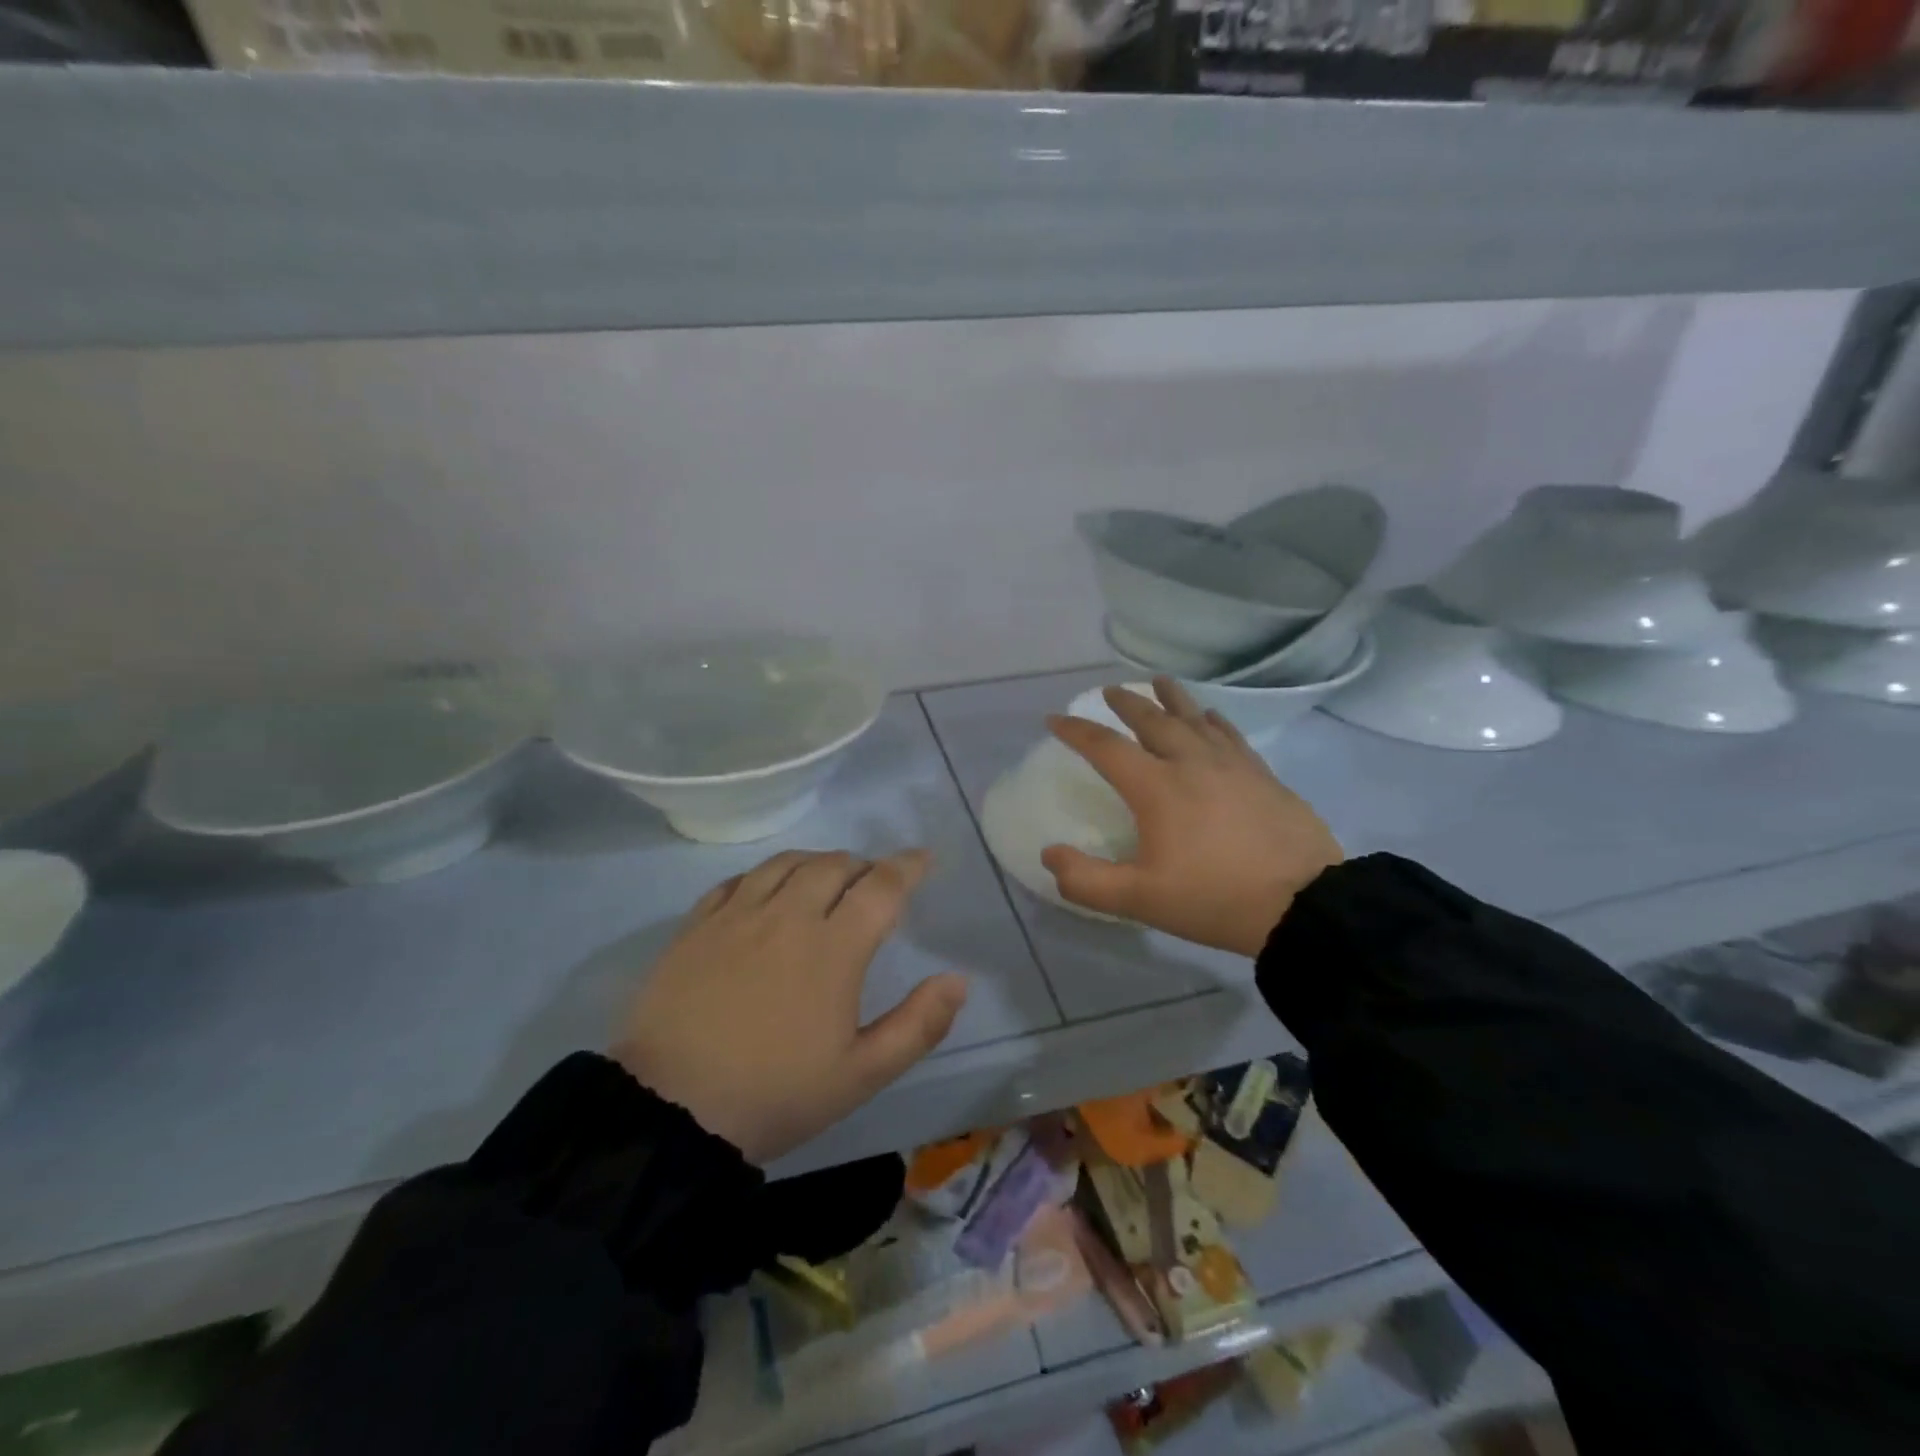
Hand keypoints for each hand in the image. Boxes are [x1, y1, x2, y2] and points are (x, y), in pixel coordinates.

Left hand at [615, 849, 968, 1163]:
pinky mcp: (696, 926)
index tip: (923, 858)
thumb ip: (918, 1025)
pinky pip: (737, 880)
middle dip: (863, 865)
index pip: (881, 886)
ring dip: (816, 862)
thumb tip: (958, 980)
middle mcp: (788, 916)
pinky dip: (764, 876)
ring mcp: (737, 916)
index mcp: (834, 947)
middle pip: (834, 865)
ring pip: (785, 863)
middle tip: (873, 882)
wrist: (670, 1113)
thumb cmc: (775, 1094)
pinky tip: (765, 892)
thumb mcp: (861, 1075)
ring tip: (825, 878)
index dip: (908, 866)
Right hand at [1040, 679, 1342, 957]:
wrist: (1303, 904)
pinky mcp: (1262, 774)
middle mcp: (1190, 763)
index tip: (1056, 718)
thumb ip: (1086, 880)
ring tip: (1158, 681)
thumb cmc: (1214, 898)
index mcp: (1156, 787)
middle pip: (1152, 720)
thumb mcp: (1140, 899)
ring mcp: (1231, 765)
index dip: (1077, 731)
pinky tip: (1211, 716)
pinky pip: (1230, 734)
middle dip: (1127, 703)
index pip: (1106, 747)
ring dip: (1171, 698)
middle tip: (1111, 690)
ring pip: (1194, 718)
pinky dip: (1213, 720)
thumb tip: (1049, 854)